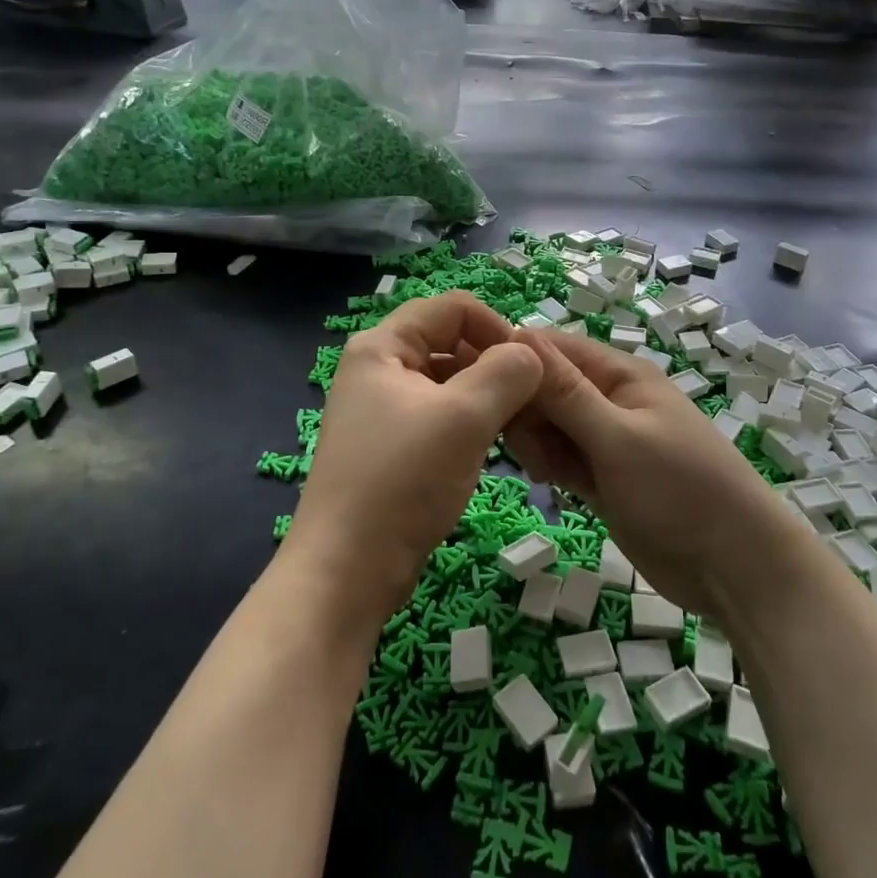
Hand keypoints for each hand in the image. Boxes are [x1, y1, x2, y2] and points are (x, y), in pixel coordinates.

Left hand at [292, 293, 542, 623]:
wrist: (346, 570)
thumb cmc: (403, 480)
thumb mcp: (465, 417)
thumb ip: (507, 372)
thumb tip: (530, 354)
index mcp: (383, 346)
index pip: (453, 307)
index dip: (496, 326)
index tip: (530, 366)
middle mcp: (378, 369)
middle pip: (450, 343)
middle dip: (494, 365)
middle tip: (530, 401)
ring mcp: (381, 410)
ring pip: (448, 383)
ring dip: (486, 398)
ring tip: (516, 428)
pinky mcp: (390, 447)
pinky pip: (439, 417)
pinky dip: (469, 424)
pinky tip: (491, 449)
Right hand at [504, 329, 801, 621]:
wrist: (733, 567)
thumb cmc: (679, 490)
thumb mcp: (617, 437)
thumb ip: (565, 392)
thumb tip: (518, 335)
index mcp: (619, 375)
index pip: (552, 348)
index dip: (515, 361)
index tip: (483, 390)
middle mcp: (609, 400)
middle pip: (545, 388)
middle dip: (526, 412)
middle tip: (529, 450)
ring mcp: (605, 441)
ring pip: (548, 426)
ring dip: (536, 444)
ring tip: (546, 473)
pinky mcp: (601, 478)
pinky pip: (560, 458)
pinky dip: (549, 466)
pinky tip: (548, 484)